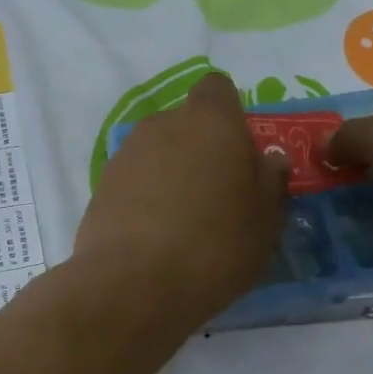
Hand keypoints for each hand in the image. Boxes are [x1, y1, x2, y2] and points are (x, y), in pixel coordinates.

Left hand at [74, 73, 288, 327]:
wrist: (133, 285)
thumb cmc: (215, 244)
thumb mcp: (265, 219)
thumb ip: (271, 180)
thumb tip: (269, 159)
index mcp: (210, 121)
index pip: (217, 88)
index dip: (230, 113)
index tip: (240, 151)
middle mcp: (163, 124)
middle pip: (187, 122)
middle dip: (202, 148)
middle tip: (219, 194)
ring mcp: (126, 154)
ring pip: (158, 151)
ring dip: (173, 173)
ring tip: (185, 222)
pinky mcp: (101, 187)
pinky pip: (134, 180)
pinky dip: (146, 197)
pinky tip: (155, 237)